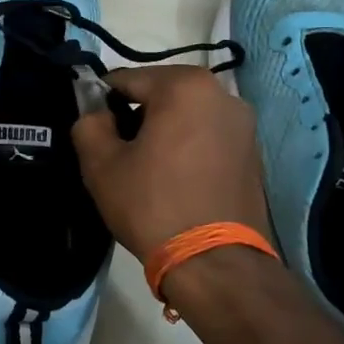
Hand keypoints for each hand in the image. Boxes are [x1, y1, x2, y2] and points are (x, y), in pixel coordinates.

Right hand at [71, 65, 271, 261]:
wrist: (214, 263)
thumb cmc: (152, 205)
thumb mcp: (101, 164)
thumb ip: (89, 124)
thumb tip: (96, 114)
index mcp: (185, 85)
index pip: (127, 80)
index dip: (103, 103)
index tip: (94, 131)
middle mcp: (223, 94)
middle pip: (162, 94)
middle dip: (137, 115)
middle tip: (119, 153)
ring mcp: (244, 124)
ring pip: (188, 115)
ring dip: (165, 131)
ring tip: (148, 169)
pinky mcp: (254, 153)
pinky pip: (209, 136)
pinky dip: (189, 147)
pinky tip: (176, 180)